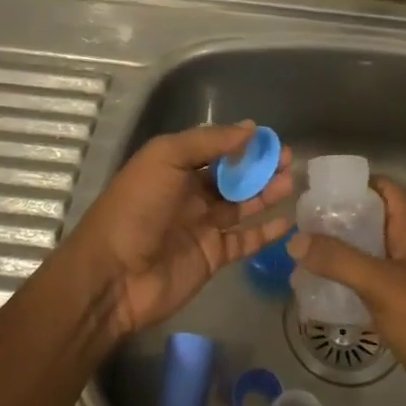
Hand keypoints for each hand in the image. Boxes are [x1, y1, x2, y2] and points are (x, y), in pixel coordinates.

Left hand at [67, 122, 293, 337]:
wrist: (113, 276)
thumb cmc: (136, 208)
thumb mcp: (165, 158)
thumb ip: (208, 141)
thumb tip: (251, 128)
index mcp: (174, 167)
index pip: (215, 148)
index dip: (242, 143)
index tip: (270, 138)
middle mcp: (190, 194)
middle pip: (232, 176)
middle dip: (260, 166)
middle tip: (289, 159)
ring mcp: (203, 226)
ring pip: (242, 205)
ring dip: (266, 193)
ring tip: (291, 182)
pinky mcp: (212, 256)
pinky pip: (245, 240)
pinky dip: (265, 231)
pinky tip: (287, 220)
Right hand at [286, 177, 405, 405]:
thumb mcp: (380, 284)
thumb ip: (338, 260)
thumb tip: (296, 241)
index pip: (385, 189)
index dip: (356, 183)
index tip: (320, 189)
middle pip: (371, 221)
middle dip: (339, 220)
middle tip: (301, 225)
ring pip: (367, 254)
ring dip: (339, 253)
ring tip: (303, 256)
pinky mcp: (401, 306)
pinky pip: (368, 284)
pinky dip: (346, 283)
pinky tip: (320, 291)